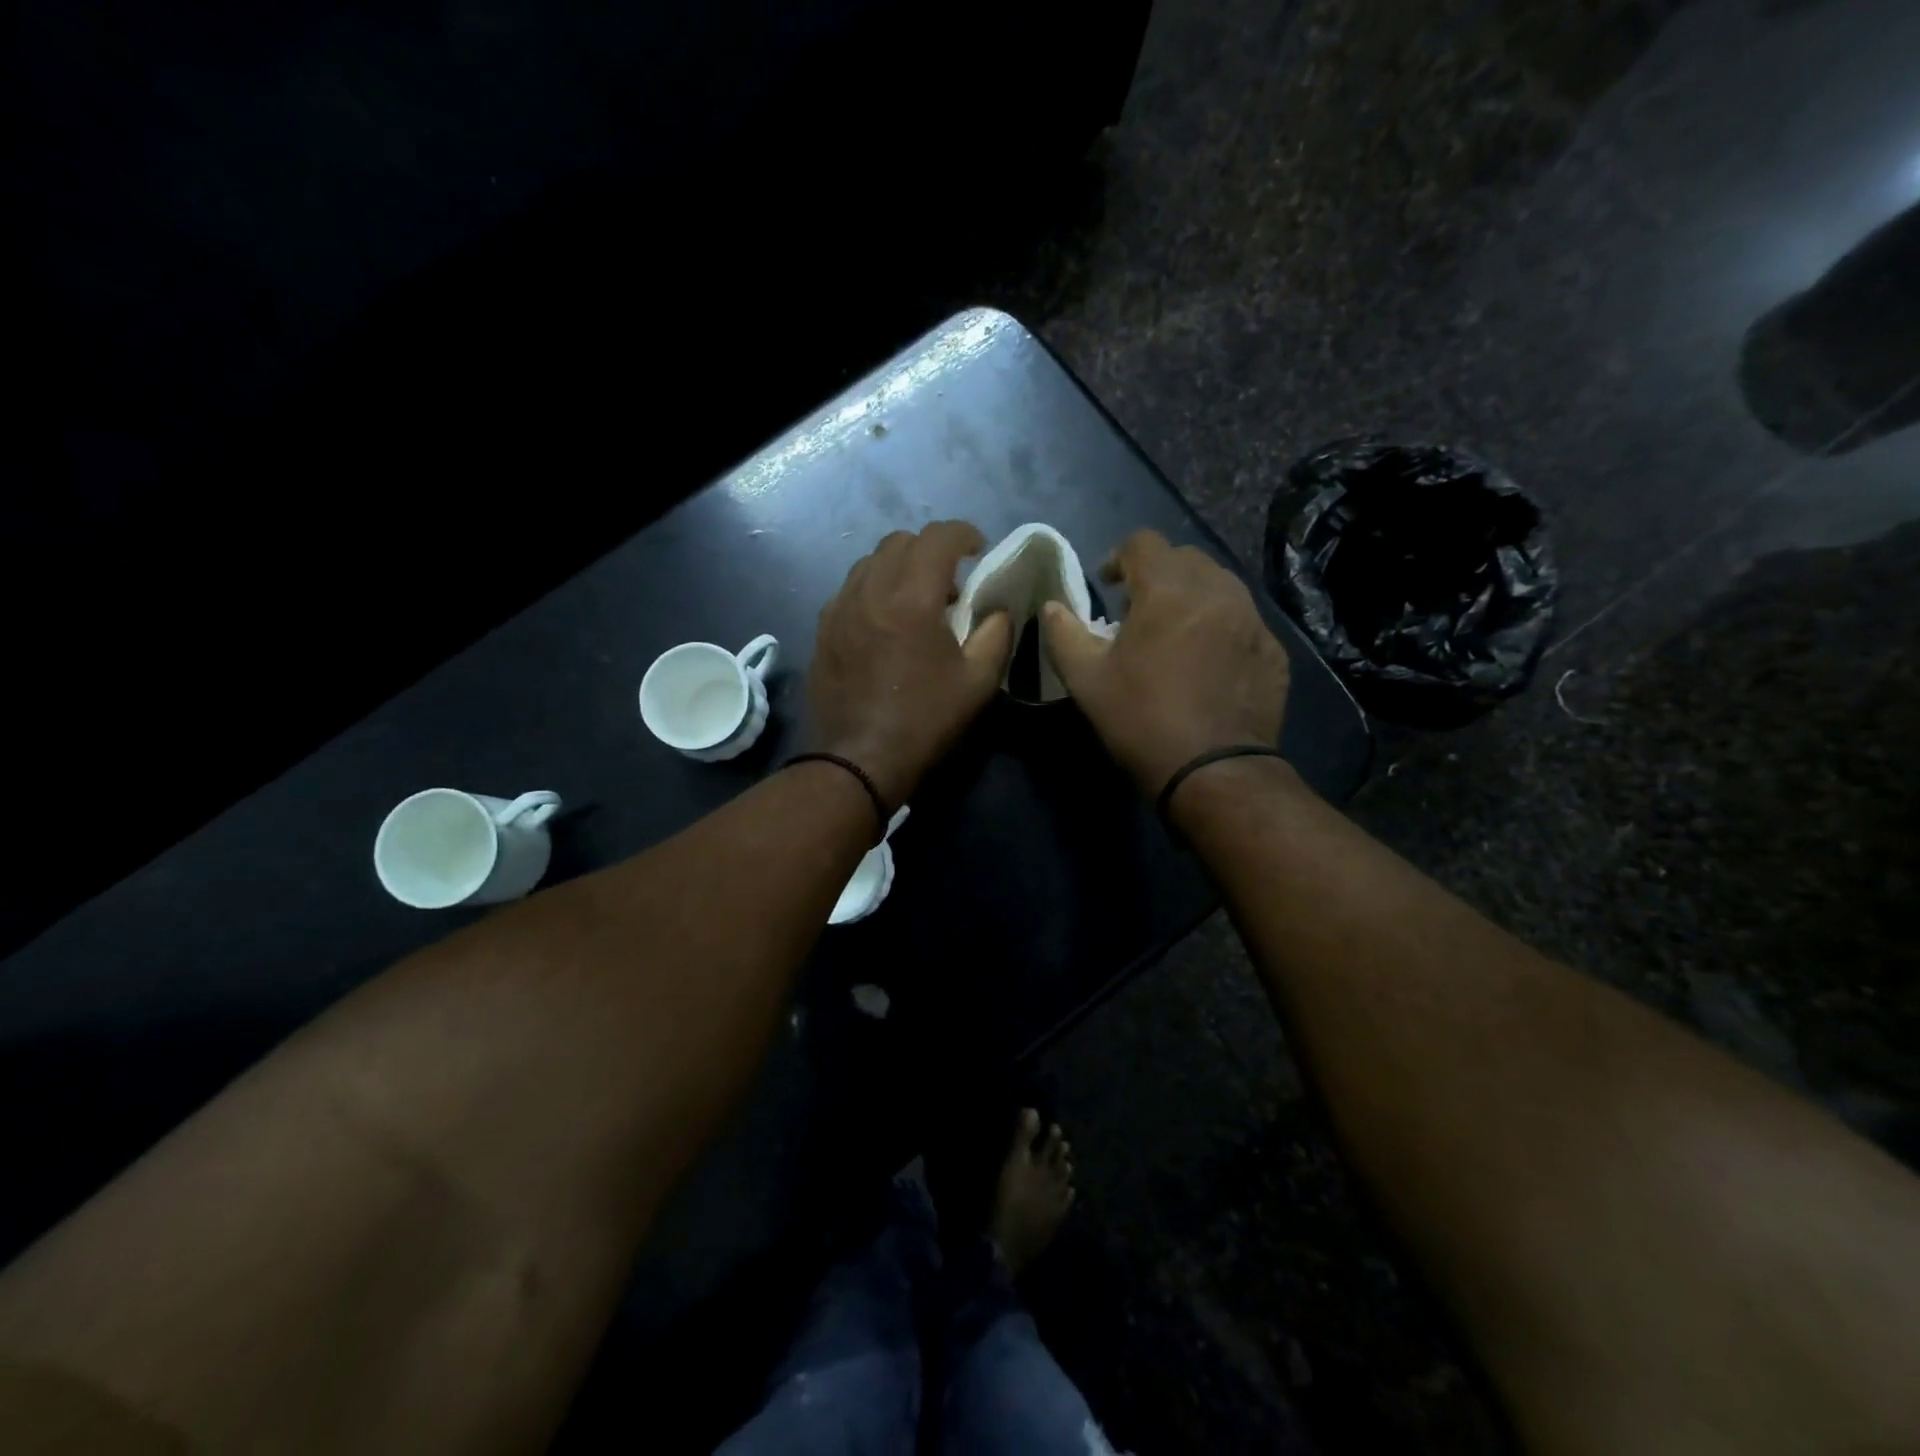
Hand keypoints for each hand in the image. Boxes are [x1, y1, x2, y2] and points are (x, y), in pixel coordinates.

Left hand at [809, 522, 1013, 806]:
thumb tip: (997, 610)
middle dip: (931, 549)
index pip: (938, 537)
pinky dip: (874, 589)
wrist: (858, 760)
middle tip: (951, 580)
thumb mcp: (978, 682)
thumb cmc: (924, 721)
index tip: (979, 550)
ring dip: (899, 567)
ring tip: (917, 600)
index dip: (964, 534)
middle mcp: (870, 591)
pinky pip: (851, 589)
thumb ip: (996, 634)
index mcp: (911, 598)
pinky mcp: (823, 629)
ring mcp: (839, 608)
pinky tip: (885, 622)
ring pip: (870, 562)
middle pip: (899, 541)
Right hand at [1041, 529, 1289, 794]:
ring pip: (1220, 585)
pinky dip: (1221, 626)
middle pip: (1185, 558)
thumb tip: (1052, 608)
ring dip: (1192, 596)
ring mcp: (1253, 620)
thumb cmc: (1141, 719)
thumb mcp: (1086, 679)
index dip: (1119, 557)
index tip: (1108, 585)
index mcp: (1168, 590)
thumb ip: (1063, 634)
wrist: (1213, 770)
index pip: (1143, 543)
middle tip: (1139, 611)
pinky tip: (1208, 662)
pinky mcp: (1274, 650)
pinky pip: (1243, 619)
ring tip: (1176, 633)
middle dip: (1158, 574)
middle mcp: (1218, 591)